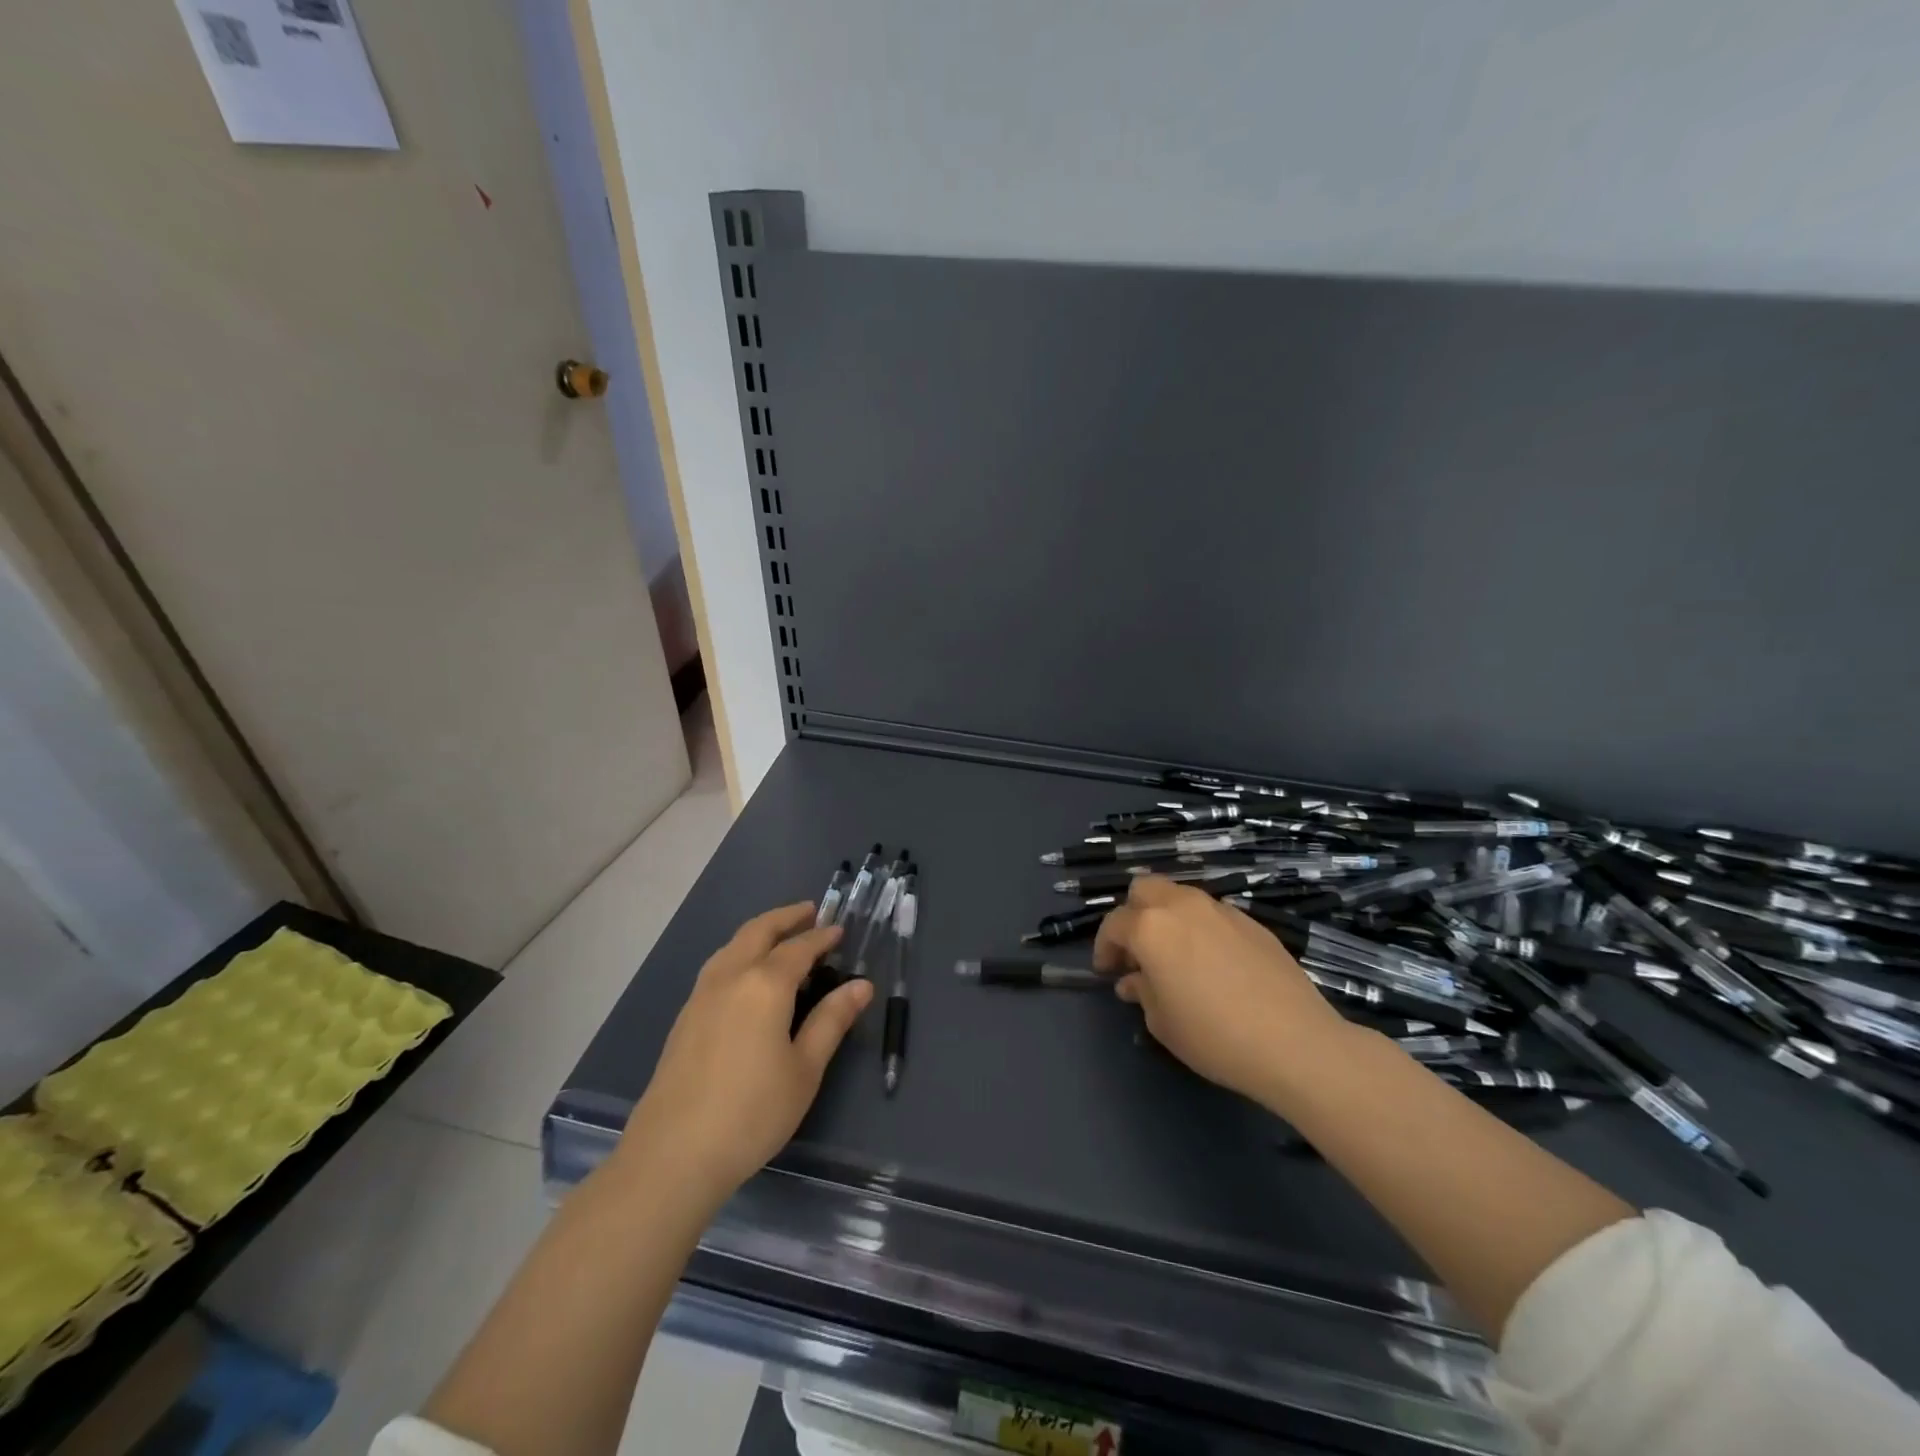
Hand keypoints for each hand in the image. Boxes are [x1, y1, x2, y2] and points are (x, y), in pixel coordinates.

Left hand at [621, 903, 871, 1210]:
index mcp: (765, 984)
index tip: (839, 930)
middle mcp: (731, 976)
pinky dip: (741, 952)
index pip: (799, 947)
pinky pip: (719, 965)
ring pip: (733, 945)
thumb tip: (861, 985)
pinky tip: (748, 974)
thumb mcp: (805, 1069)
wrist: (673, 1155)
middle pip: (759, 931)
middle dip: (786, 917)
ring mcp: (701, 995)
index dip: (822, 937)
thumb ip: (832, 1020)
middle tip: (810, 911)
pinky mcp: (685, 1017)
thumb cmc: (752, 1112)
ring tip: (780, 936)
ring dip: (760, 931)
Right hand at [1094, 876, 1352, 1106]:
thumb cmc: (1214, 1035)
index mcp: (1150, 927)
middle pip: (1145, 889)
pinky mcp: (1251, 922)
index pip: (1114, 924)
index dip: (1105, 947)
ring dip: (1168, 917)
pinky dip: (1201, 928)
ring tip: (1175, 956)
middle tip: (1138, 951)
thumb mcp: (1162, 1022)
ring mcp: (1220, 909)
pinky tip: (1213, 964)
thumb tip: (1134, 980)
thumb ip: (1142, 992)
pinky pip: (1212, 914)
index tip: (1107, 971)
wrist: (1294, 1042)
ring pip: (1181, 896)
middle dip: (1133, 914)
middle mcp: (1182, 906)